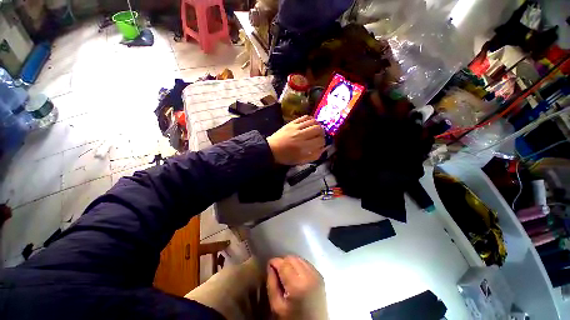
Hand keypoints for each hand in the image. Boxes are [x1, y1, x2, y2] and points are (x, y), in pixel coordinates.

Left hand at [267, 116, 325, 164]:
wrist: (271, 149)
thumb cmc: (286, 157)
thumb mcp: (301, 161)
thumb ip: (314, 156)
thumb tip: (323, 149)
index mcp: (303, 146)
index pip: (320, 141)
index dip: (323, 143)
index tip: (321, 144)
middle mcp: (301, 135)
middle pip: (318, 129)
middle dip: (322, 133)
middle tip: (320, 136)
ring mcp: (296, 127)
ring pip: (313, 121)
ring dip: (317, 125)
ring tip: (316, 130)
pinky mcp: (292, 122)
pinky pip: (304, 117)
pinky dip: (310, 119)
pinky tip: (310, 124)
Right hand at [267, 256, 327, 319]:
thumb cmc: (293, 319)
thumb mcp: (277, 306)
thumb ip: (272, 284)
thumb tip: (270, 265)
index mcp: (297, 285)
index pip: (283, 264)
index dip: (275, 262)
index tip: (269, 265)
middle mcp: (309, 276)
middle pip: (292, 258)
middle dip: (283, 262)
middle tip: (277, 272)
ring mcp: (316, 275)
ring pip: (299, 258)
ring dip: (291, 263)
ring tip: (286, 274)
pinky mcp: (320, 276)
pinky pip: (306, 263)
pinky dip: (299, 265)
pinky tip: (296, 275)